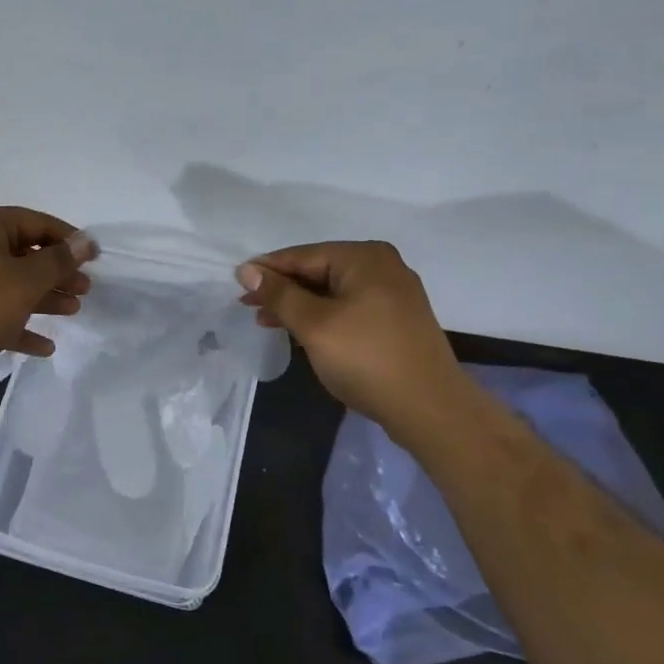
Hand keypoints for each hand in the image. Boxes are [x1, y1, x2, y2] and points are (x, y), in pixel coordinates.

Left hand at [0, 205, 94, 382]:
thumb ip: (59, 260)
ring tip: (72, 312)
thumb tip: (85, 241)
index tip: (94, 258)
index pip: (35, 222)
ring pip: (11, 284)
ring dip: (43, 299)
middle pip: (24, 254)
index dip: (68, 239)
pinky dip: (19, 324)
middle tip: (85, 289)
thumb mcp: (26, 280)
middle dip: (57, 273)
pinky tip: (44, 346)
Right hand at [236, 241, 463, 426]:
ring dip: (299, 305)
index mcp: (364, 257)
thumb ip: (279, 294)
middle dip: (282, 289)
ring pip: (332, 291)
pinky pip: (348, 307)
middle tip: (248, 307)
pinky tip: (302, 331)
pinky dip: (322, 316)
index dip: (266, 270)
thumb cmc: (366, 359)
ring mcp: (393, 293)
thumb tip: (246, 270)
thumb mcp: (314, 325)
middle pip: (318, 270)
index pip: (302, 255)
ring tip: (266, 322)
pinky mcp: (396, 319)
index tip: (235, 284)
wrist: (429, 408)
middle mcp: (382, 266)